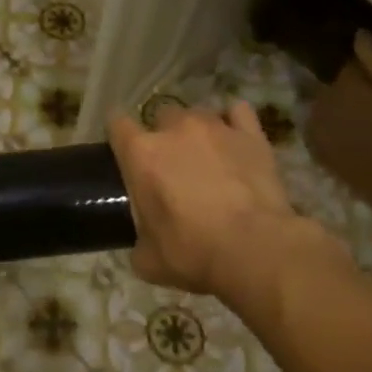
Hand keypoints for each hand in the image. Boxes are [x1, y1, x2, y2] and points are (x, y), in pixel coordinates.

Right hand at [109, 102, 343, 305]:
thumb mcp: (148, 259)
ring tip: (207, 157)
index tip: (124, 152)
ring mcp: (215, 127)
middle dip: (162, 135)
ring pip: (198, 114)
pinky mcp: (251, 134)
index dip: (119, 136)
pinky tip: (235, 140)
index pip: (117, 124)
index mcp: (141, 154)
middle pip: (160, 115)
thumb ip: (139, 239)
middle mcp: (175, 129)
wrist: (255, 250)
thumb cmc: (193, 253)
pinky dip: (234, 122)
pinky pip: (238, 112)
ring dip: (196, 132)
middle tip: (171, 165)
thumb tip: (143, 241)